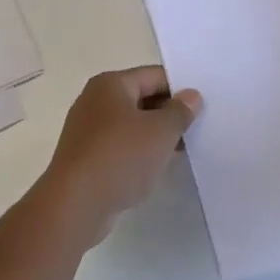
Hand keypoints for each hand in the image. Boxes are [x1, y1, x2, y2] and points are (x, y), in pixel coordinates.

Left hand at [35, 67, 201, 247]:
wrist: (75, 204)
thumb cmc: (120, 157)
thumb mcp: (160, 131)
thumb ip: (180, 111)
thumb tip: (191, 96)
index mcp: (111, 84)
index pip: (154, 76)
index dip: (181, 89)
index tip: (203, 108)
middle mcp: (95, 100)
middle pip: (142, 98)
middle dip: (169, 113)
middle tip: (198, 129)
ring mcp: (87, 129)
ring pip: (131, 124)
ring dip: (155, 135)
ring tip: (183, 150)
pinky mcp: (86, 156)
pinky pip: (120, 146)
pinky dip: (138, 152)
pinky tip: (156, 167)